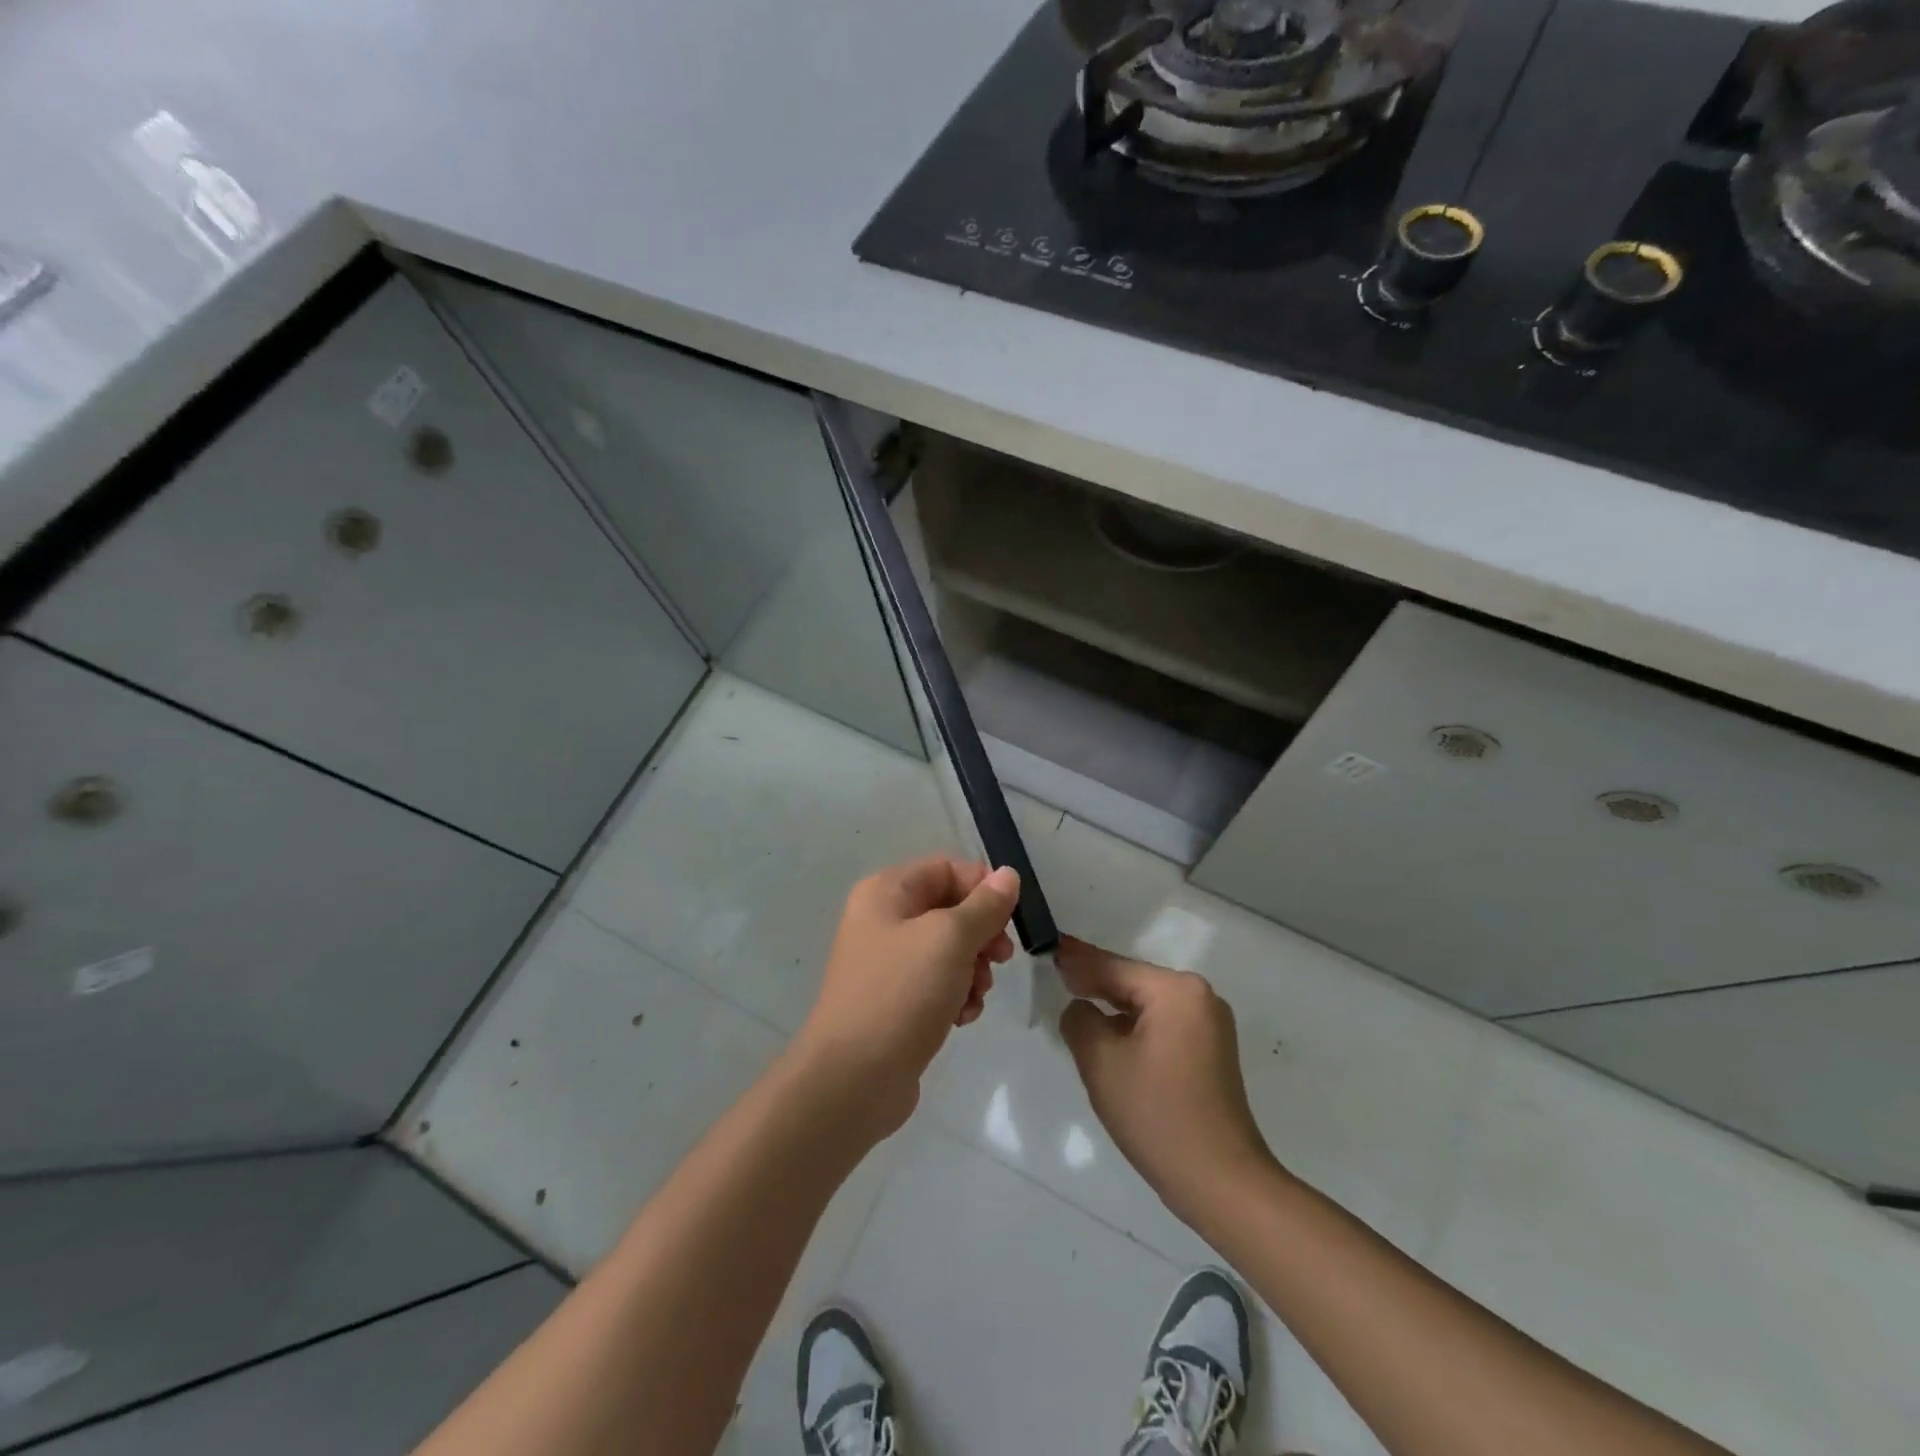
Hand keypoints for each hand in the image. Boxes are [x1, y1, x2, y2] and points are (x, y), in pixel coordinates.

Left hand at [796, 856, 1019, 1136]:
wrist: (853, 1079)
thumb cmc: (900, 993)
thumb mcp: (949, 940)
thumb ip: (984, 906)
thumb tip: (1007, 875)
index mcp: (886, 892)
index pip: (947, 869)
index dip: (983, 888)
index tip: (1010, 918)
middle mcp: (883, 919)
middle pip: (950, 909)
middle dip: (981, 934)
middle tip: (1000, 959)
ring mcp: (888, 963)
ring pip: (949, 950)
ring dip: (974, 970)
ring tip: (976, 995)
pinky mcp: (896, 1001)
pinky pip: (938, 984)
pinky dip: (957, 995)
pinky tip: (962, 1018)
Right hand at [1057, 937, 1275, 1224]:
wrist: (1221, 1182)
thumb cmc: (1157, 1115)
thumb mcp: (1102, 1062)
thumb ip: (1080, 1020)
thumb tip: (1080, 1008)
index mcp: (1176, 991)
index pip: (1114, 967)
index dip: (1077, 959)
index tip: (1048, 946)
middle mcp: (1199, 997)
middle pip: (1133, 981)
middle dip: (1094, 981)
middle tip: (1055, 972)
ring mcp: (1209, 1024)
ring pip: (1147, 1004)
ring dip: (1113, 1005)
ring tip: (1074, 998)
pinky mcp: (1211, 1050)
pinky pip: (1162, 1024)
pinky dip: (1133, 1025)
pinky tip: (1108, 1032)